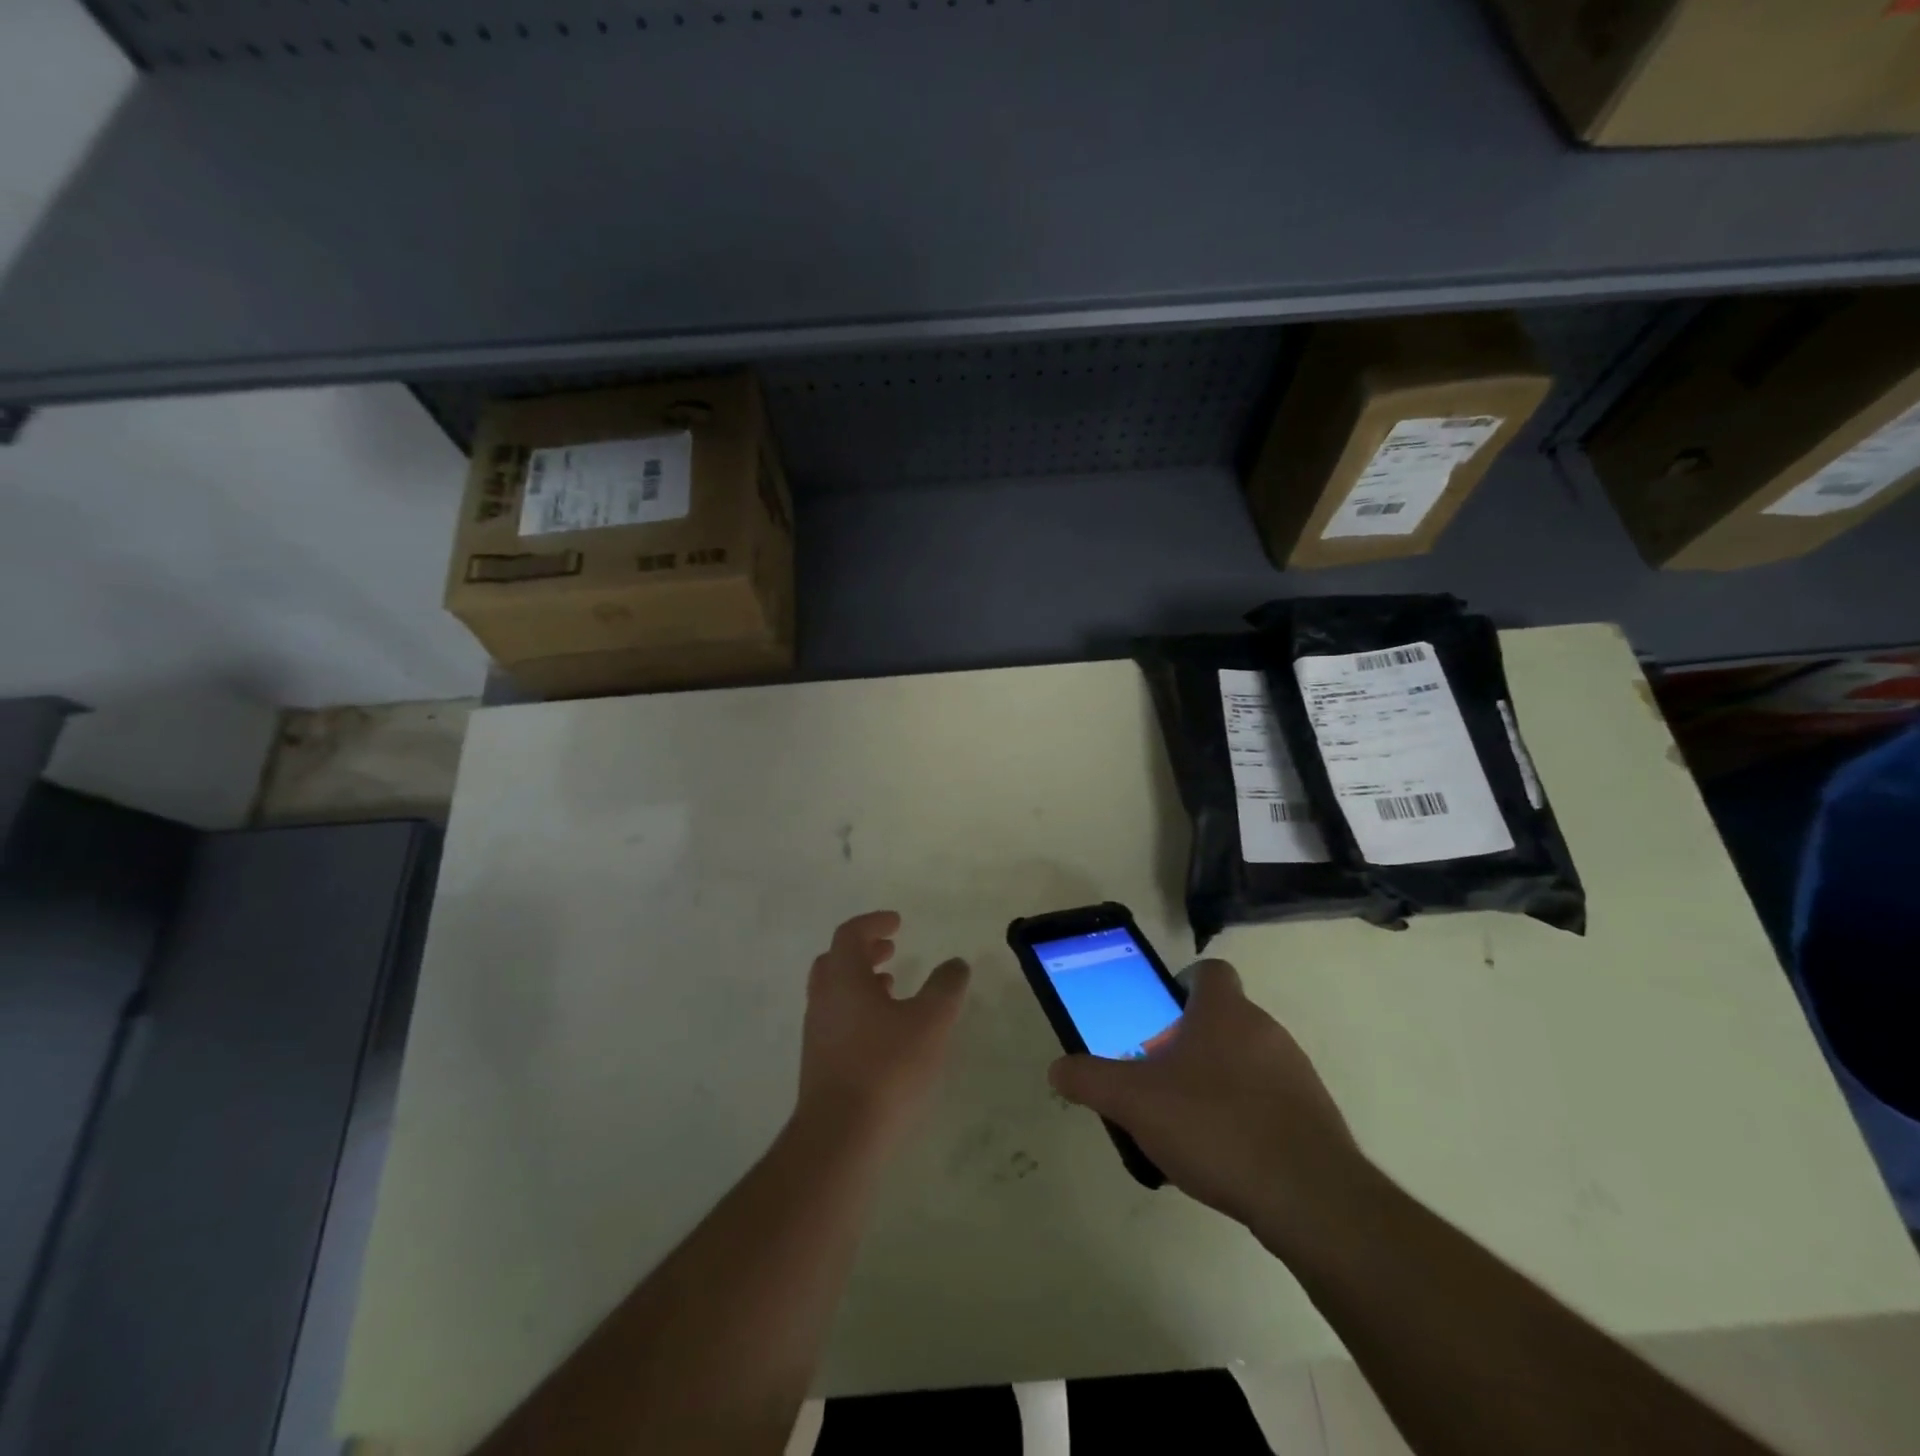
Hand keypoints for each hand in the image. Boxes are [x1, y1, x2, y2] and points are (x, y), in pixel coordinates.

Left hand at [797, 910, 970, 1145]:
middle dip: (864, 949)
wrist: (839, 1138)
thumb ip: (945, 987)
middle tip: (891, 949)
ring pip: (835, 991)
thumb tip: (955, 964)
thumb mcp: (930, 1022)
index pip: (850, 934)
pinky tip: (885, 1031)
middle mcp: (823, 998)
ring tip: (892, 986)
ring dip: (861, 981)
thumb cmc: (886, 1068)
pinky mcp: (819, 1062)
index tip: (898, 923)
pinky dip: (859, 1009)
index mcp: (843, 978)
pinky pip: (837, 1018)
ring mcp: (817, 1032)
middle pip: (836, 960)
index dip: (874, 922)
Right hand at [1048, 960, 1365, 1246]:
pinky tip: (1227, 1155)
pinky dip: (1248, 1115)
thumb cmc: (1214, 1125)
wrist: (1308, 1196)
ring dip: (1220, 1079)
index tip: (1161, 1015)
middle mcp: (1265, 1029)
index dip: (1184, 984)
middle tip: (1161, 1077)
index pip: (1209, 971)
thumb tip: (1058, 1070)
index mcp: (1224, 1011)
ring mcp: (1296, 1072)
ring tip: (1190, 1123)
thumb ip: (1091, 1080)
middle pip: (1224, 1018)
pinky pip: (1272, 1100)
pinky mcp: (1316, 1116)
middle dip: (1192, 1041)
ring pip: (1248, 1060)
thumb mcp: (1134, 1101)